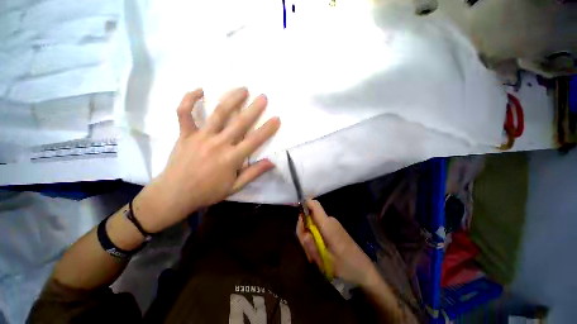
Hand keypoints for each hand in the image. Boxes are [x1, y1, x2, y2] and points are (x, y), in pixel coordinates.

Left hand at [134, 88, 280, 232]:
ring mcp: (201, 137)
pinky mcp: (185, 134)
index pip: (254, 140)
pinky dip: (189, 100)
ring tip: (242, 89)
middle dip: (253, 109)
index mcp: (231, 158)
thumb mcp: (235, 187)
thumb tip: (271, 162)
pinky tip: (200, 90)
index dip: (267, 129)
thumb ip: (254, 173)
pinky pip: (184, 113)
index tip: (277, 118)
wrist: (175, 194)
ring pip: (218, 114)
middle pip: (239, 123)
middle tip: (263, 97)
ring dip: (231, 99)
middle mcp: (218, 144)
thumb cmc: (208, 192)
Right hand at [296, 199, 377, 285]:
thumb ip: (310, 244)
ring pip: (314, 225)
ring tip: (316, 256)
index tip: (299, 218)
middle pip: (310, 217)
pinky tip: (320, 254)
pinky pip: (320, 229)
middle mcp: (329, 220)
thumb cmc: (345, 266)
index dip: (304, 205)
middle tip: (309, 251)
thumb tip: (303, 231)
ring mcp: (333, 224)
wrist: (364, 272)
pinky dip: (316, 239)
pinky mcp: (334, 229)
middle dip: (305, 231)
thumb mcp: (324, 259)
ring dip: (310, 238)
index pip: (314, 204)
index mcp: (327, 224)